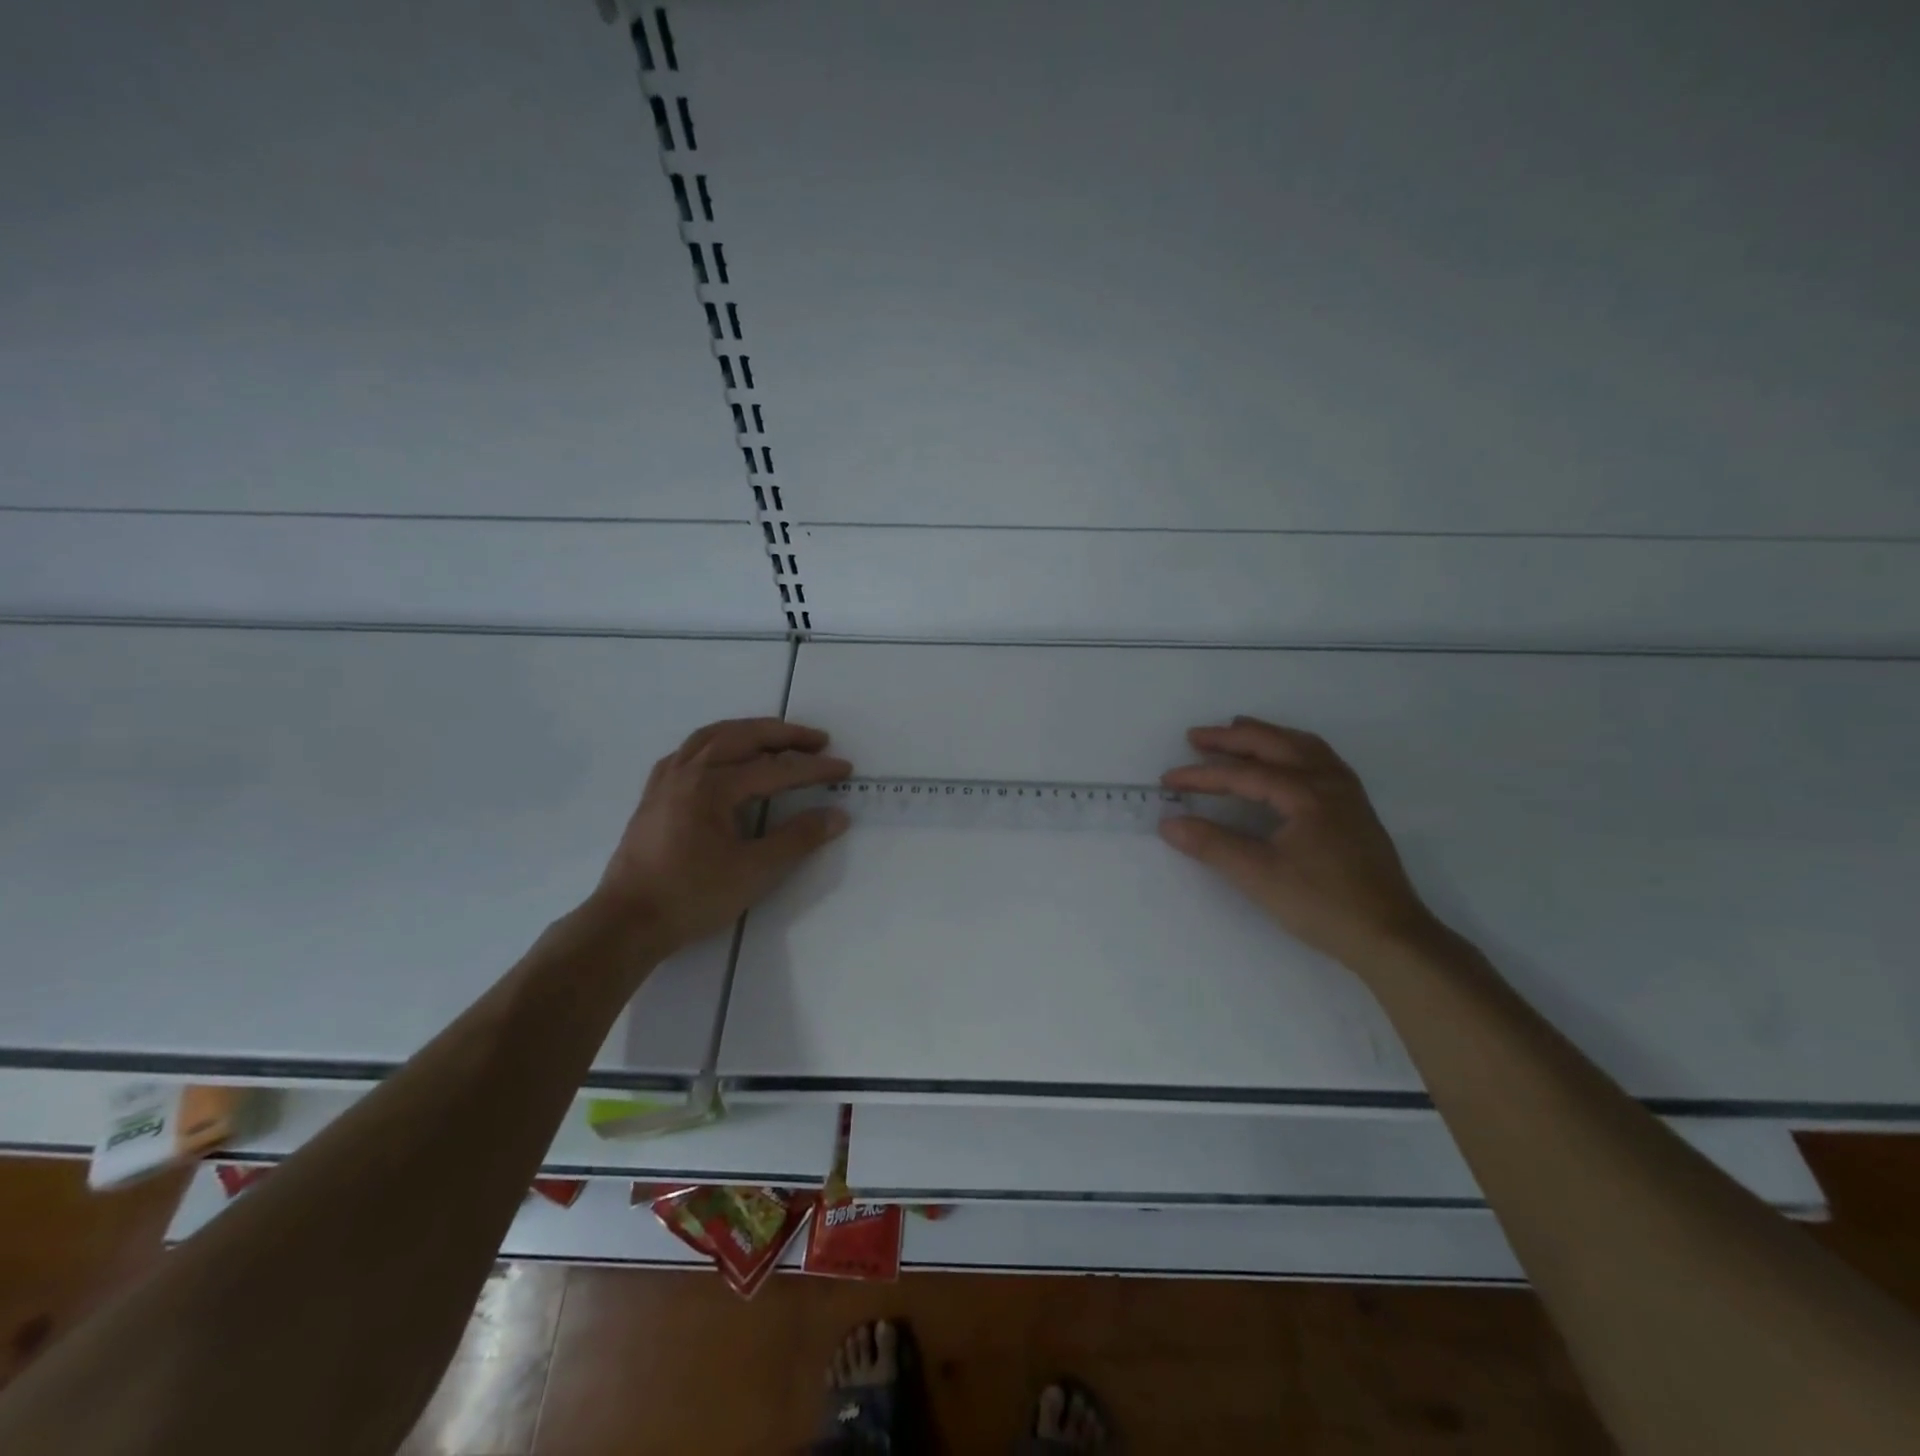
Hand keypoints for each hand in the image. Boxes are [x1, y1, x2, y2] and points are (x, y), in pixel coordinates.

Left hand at [592, 717, 850, 950]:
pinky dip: (714, 743)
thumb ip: (798, 839)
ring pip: (711, 736)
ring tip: (776, 737)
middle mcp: (688, 772)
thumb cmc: (692, 897)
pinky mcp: (653, 795)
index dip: (814, 768)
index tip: (845, 768)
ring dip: (749, 731)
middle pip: (743, 737)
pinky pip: (687, 752)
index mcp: (713, 787)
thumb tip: (837, 815)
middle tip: (817, 740)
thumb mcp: (754, 872)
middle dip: (784, 735)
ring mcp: (666, 780)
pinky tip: (723, 756)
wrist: (627, 922)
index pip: (775, 769)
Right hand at [1159, 716, 1439, 968]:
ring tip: (1237, 732)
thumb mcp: (1259, 876)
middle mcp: (1329, 781)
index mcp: (1306, 793)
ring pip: (1302, 747)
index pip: (1243, 775)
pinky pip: (1318, 759)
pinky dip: (1291, 749)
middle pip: (1275, 745)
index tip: (1167, 780)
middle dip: (1232, 738)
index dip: (1201, 776)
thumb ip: (1212, 845)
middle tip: (1195, 737)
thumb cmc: (1322, 904)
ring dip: (1266, 736)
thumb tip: (1168, 823)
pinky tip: (1282, 761)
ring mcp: (1347, 792)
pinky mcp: (1355, 808)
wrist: (1390, 936)